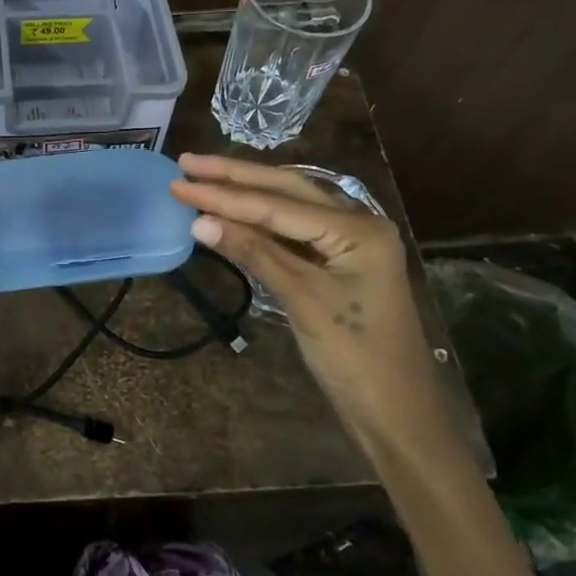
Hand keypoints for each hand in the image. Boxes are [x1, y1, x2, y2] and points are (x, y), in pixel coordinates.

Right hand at [170, 154, 445, 454]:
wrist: (396, 411)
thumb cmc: (355, 357)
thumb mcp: (302, 301)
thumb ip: (254, 254)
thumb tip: (199, 222)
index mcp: (358, 229)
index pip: (278, 204)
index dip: (225, 194)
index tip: (179, 184)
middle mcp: (357, 223)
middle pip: (287, 189)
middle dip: (235, 176)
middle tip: (187, 163)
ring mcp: (348, 242)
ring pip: (290, 206)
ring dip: (246, 193)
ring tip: (202, 178)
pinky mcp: (337, 262)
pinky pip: (293, 231)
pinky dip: (259, 222)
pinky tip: (231, 214)